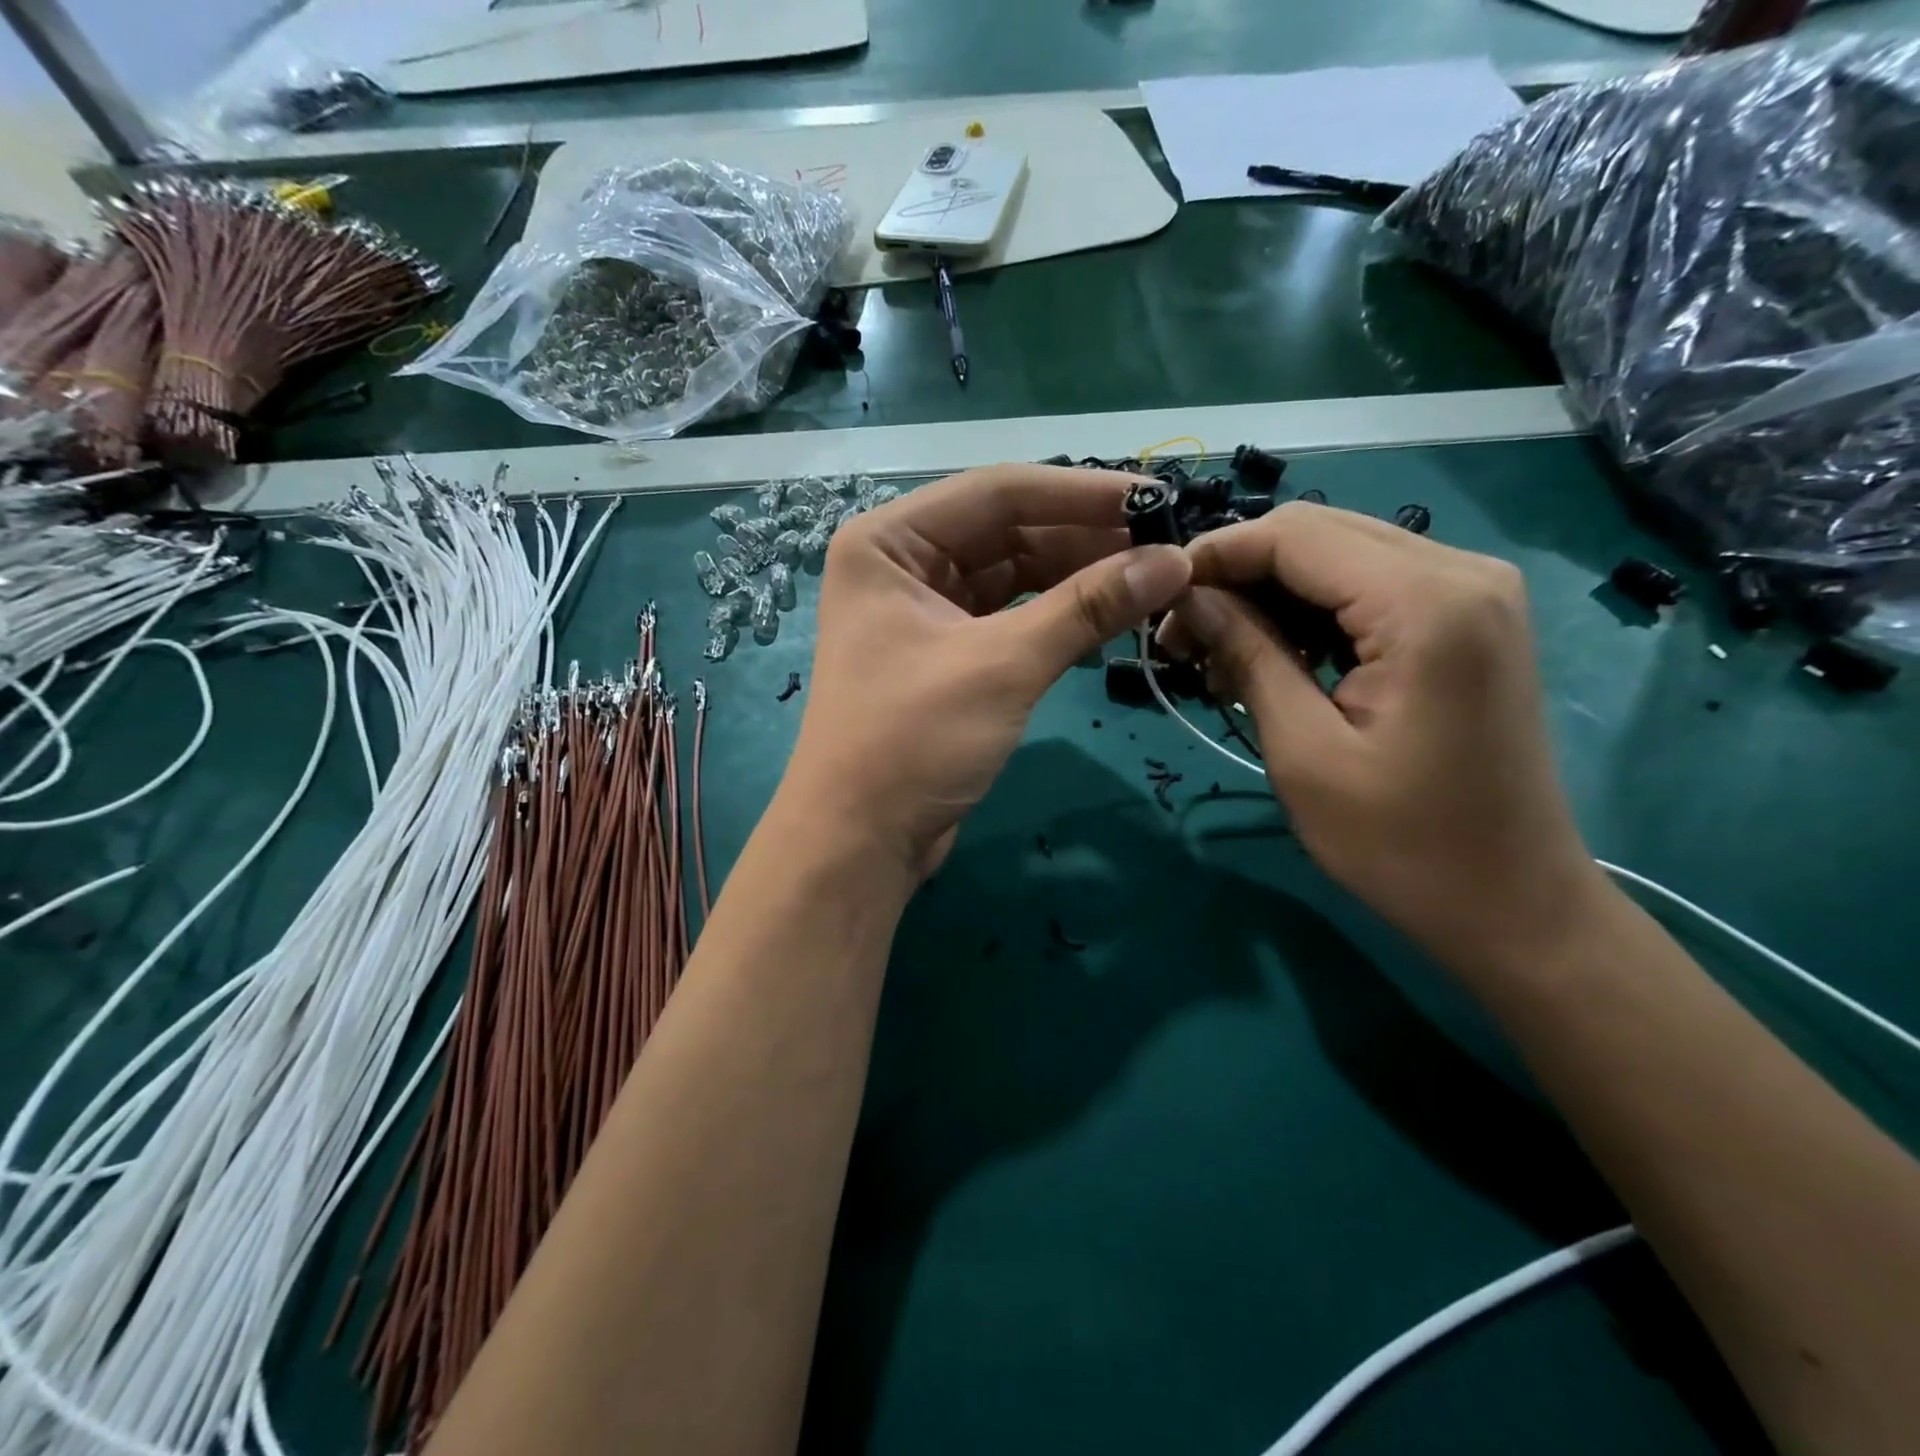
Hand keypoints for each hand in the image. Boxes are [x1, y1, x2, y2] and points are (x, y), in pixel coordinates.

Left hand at [782, 465, 1191, 883]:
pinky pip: (1013, 618)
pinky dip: (1059, 619)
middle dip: (1086, 540)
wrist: (860, 842)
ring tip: (1153, 581)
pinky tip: (1113, 618)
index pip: (998, 492)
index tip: (1159, 499)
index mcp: (890, 542)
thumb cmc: (912, 741)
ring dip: (1080, 580)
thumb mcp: (1002, 666)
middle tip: (1167, 547)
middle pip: (1009, 531)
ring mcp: (926, 610)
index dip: (1082, 493)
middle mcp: (904, 564)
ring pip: (1016, 576)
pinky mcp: (949, 655)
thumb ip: (1087, 607)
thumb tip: (1175, 560)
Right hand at [1161, 502, 1608, 973]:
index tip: (1156, 601)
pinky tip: (1275, 657)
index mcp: (1425, 602)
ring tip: (1219, 656)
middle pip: (1317, 533)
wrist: (1512, 903)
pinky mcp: (1469, 618)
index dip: (1214, 556)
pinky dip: (1311, 610)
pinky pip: (1370, 586)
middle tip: (1182, 637)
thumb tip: (1189, 597)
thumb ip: (1248, 654)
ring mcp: (1473, 591)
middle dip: (1237, 574)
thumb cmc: (1401, 843)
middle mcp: (1461, 571)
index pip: (1293, 536)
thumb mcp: (1303, 750)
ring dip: (1270, 593)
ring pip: (1339, 554)